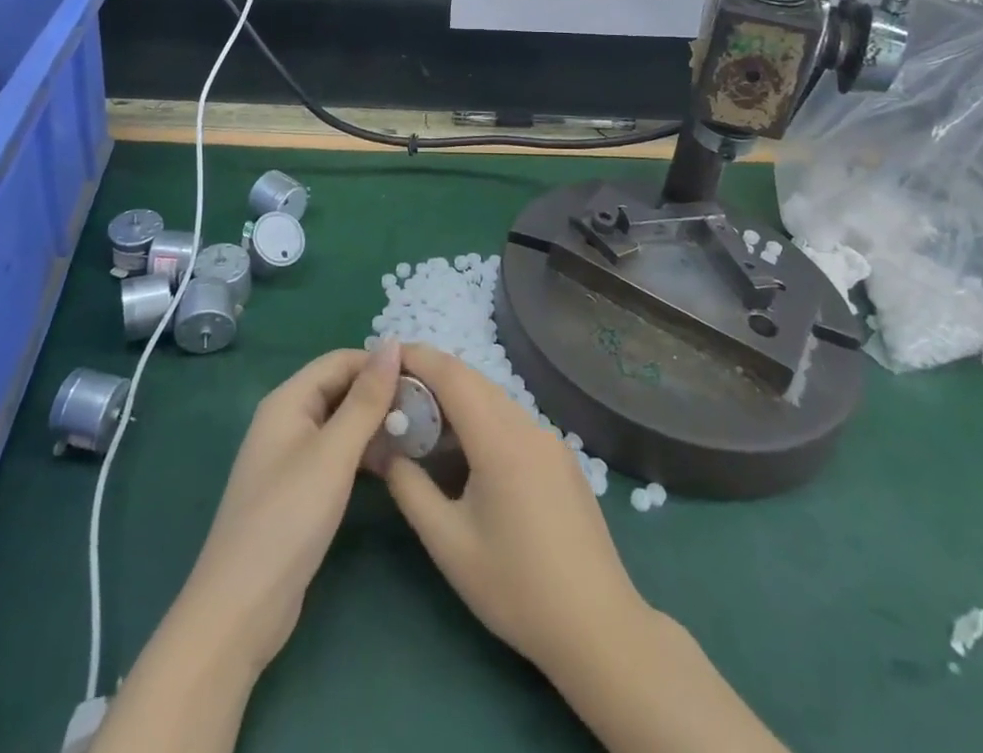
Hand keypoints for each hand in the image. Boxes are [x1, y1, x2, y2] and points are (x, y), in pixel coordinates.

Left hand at [179, 340, 402, 671]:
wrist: (241, 608)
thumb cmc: (288, 518)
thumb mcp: (333, 454)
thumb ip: (365, 399)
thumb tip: (392, 343)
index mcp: (288, 400)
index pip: (341, 361)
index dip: (381, 363)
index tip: (424, 376)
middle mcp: (287, 419)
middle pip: (341, 389)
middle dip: (381, 394)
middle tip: (429, 408)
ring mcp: (291, 456)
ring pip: (341, 423)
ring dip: (376, 425)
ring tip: (421, 435)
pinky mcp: (299, 490)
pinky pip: (337, 454)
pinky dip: (364, 453)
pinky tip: (393, 466)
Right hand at [381, 344, 650, 678]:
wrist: (598, 628)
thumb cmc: (516, 588)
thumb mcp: (449, 543)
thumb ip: (409, 488)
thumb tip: (383, 450)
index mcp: (500, 439)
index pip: (452, 374)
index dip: (416, 357)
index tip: (383, 354)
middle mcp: (528, 425)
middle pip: (473, 380)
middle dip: (431, 375)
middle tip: (393, 389)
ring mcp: (550, 439)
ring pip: (494, 398)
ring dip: (456, 397)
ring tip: (422, 420)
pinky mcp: (561, 457)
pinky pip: (512, 420)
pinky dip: (481, 417)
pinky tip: (465, 450)